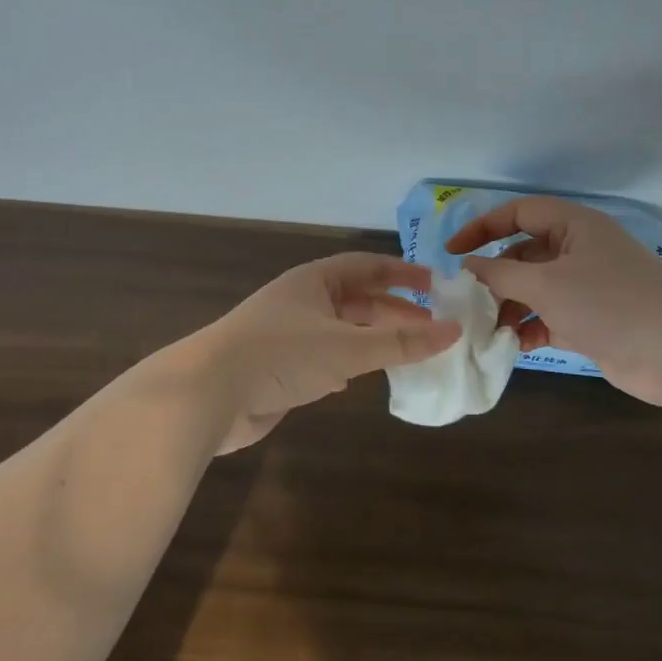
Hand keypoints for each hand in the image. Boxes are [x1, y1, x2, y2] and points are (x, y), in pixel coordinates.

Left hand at [201, 253, 461, 451]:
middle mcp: (302, 302)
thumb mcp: (347, 346)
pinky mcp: (280, 368)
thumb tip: (453, 331)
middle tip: (432, 326)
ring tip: (409, 352)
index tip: (436, 285)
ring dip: (373, 339)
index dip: (402, 273)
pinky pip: (324, 358)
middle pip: (357, 299)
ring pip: (342, 331)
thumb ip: (400, 342)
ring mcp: (289, 336)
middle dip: (394, 311)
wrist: (208, 394)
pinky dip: (348, 364)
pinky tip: (360, 378)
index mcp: (315, 281)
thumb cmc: (281, 355)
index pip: (367, 267)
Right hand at [446, 197, 661, 407]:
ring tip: (489, 328)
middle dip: (495, 276)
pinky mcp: (593, 320)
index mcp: (573, 226)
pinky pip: (551, 316)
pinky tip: (515, 345)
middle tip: (468, 299)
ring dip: (511, 306)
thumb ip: (500, 273)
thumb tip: (467, 267)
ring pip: (536, 289)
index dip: (481, 228)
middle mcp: (580, 250)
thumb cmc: (607, 303)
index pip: (518, 214)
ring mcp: (588, 287)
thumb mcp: (545, 284)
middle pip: (524, 254)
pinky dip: (531, 328)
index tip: (451, 252)